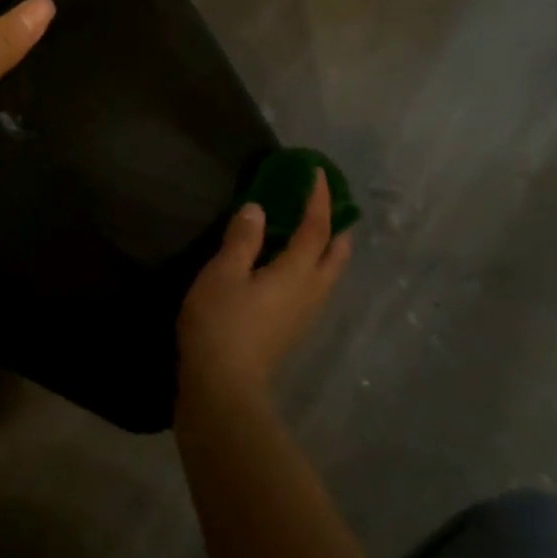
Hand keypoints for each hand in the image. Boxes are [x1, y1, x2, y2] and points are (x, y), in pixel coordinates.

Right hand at [177, 177, 352, 406]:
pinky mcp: (291, 328)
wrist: (222, 384)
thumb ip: (242, 239)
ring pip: (328, 273)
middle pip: (335, 254)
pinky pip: (314, 286)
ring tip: (313, 230)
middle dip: (335, 225)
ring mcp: (304, 314)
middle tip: (327, 202)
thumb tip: (258, 209)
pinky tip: (291, 267)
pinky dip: (313, 265)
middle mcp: (311, 291)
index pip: (317, 228)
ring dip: (327, 247)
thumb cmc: (220, 323)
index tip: (317, 173)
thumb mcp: (223, 273)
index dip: (318, 199)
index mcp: (296, 272)